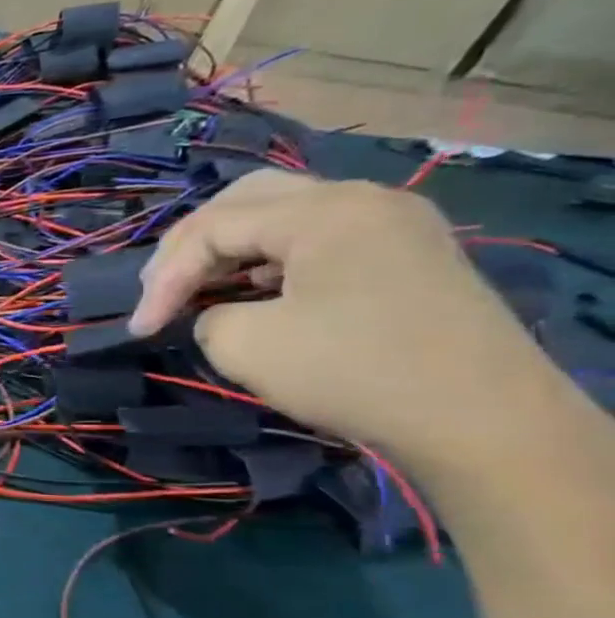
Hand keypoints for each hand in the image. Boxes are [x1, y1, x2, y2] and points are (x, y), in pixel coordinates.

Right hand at [126, 170, 553, 462]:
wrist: (479, 419)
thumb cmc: (351, 371)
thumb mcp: (244, 345)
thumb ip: (207, 315)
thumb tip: (216, 313)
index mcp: (323, 211)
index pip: (212, 228)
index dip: (164, 277)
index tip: (139, 328)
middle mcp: (361, 200)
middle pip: (248, 199)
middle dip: (192, 244)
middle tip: (160, 287)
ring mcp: (393, 225)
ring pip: (284, 214)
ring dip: (231, 248)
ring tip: (200, 288)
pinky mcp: (407, 255)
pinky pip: (319, 238)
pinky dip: (271, 258)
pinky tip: (254, 291)